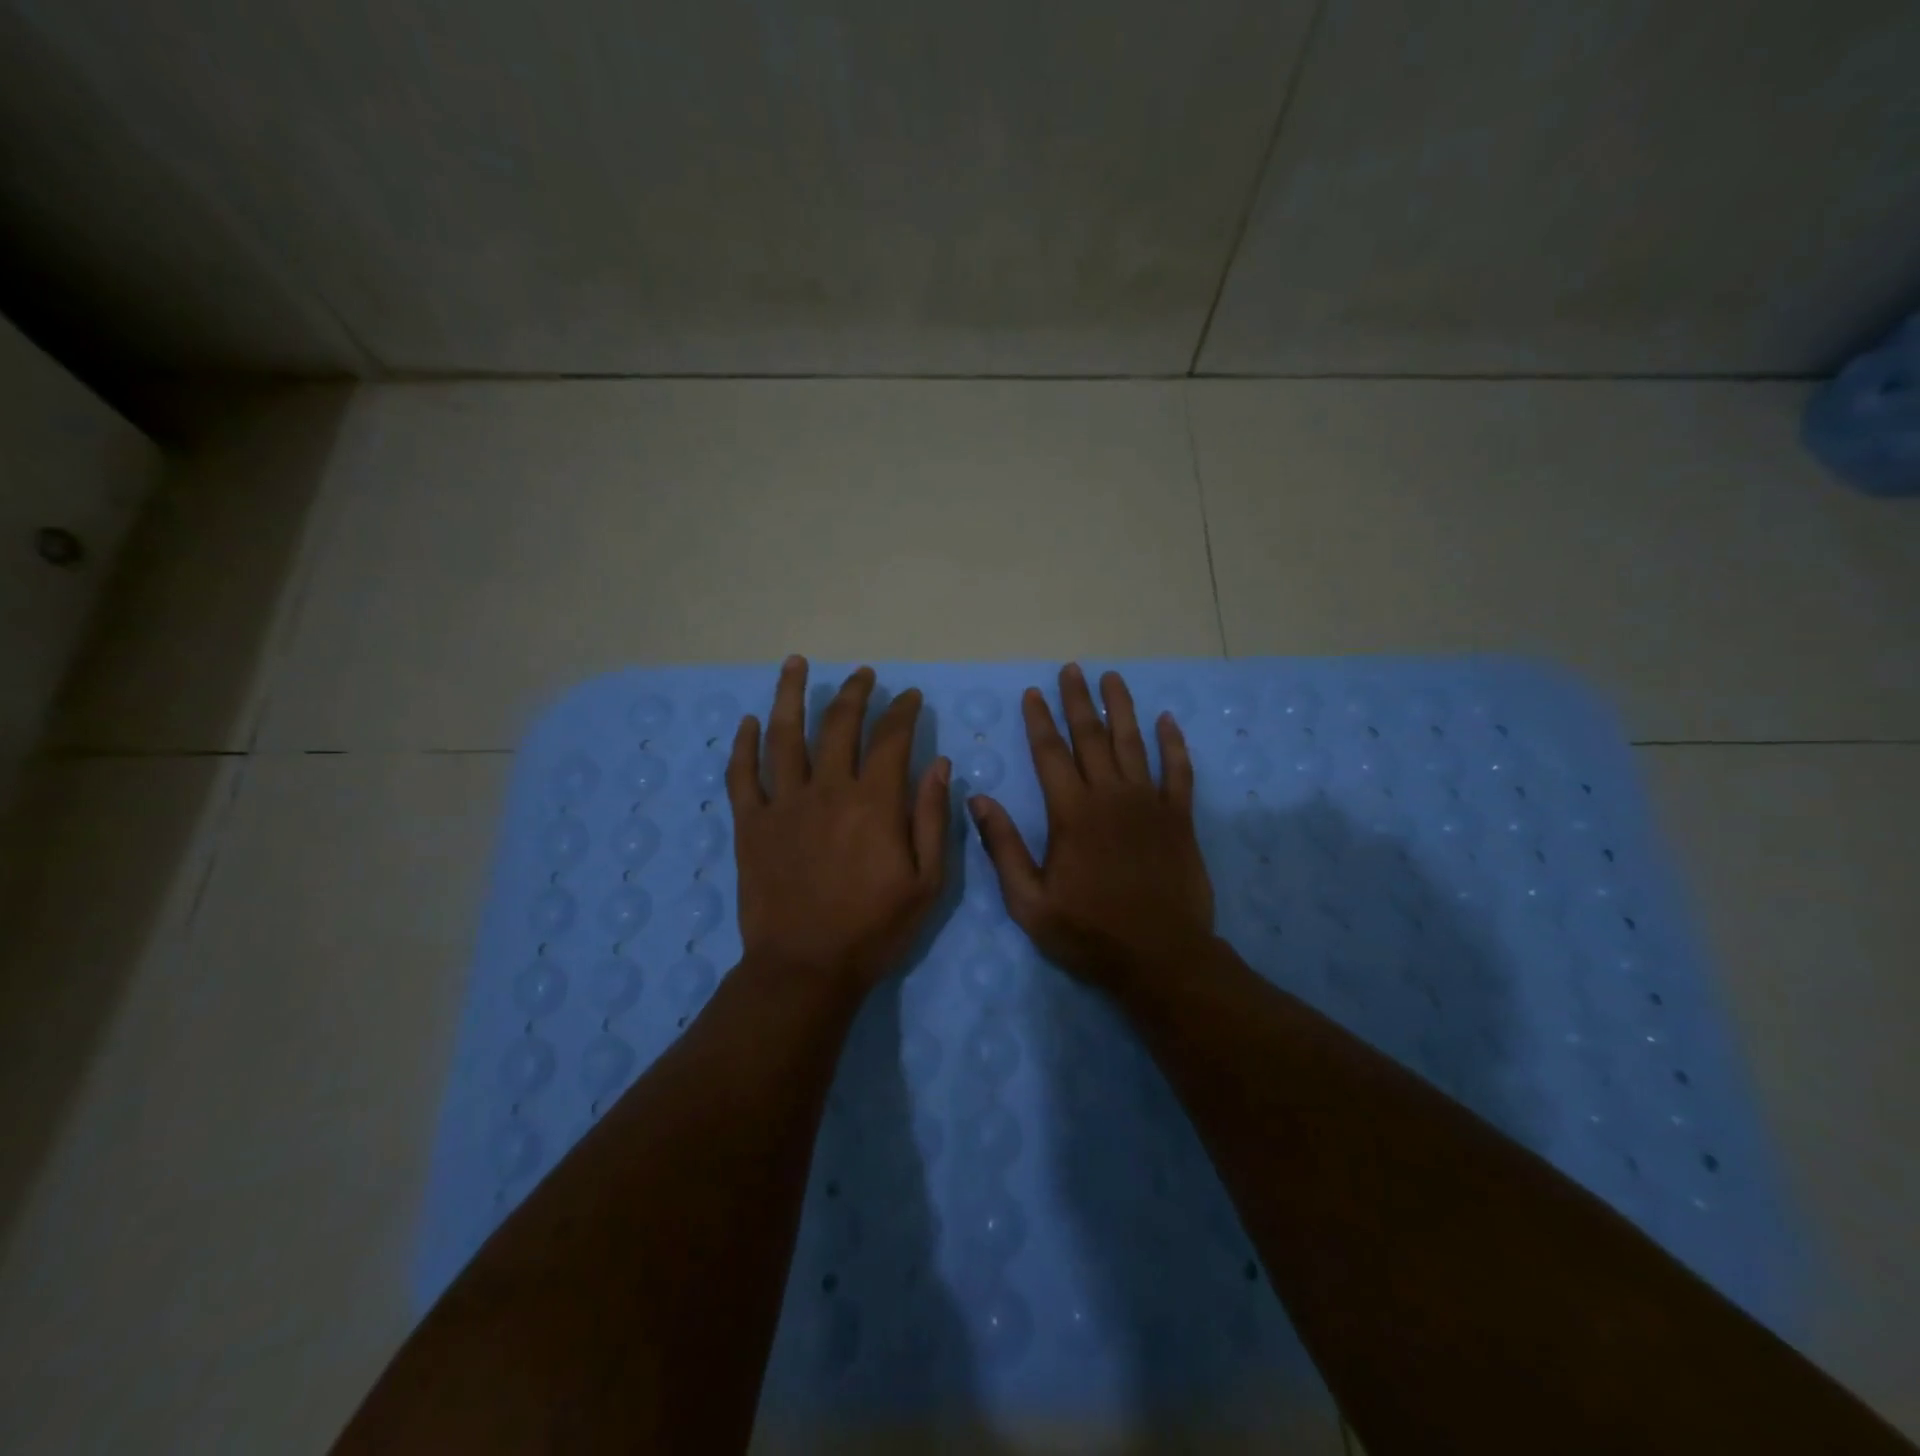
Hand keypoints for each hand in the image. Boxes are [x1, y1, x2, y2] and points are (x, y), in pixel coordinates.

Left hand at [728, 657, 951, 992]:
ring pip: (784, 735)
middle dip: (854, 692)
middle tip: (863, 674)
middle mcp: (827, 789)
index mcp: (874, 802)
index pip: (891, 738)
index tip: (909, 697)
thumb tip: (940, 764)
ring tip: (795, 663)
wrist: (805, 968)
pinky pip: (743, 774)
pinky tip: (748, 722)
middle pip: (838, 724)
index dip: (902, 711)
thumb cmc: (874, 929)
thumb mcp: (927, 881)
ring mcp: (783, 803)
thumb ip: (933, 818)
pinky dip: (743, 745)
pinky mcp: (751, 824)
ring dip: (790, 694)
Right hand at [969, 663, 1215, 989]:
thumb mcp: (1029, 901)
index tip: (1033, 692)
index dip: (1039, 720)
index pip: (1050, 753)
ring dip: (1122, 708)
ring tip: (1113, 678)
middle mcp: (1110, 796)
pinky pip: (1178, 771)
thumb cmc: (1089, 932)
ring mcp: (1149, 804)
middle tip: (1072, 669)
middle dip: (1078, 701)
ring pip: (1133, 743)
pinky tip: (1167, 720)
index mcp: (1072, 813)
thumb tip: (977, 799)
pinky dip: (1173, 744)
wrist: (1161, 958)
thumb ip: (1003, 847)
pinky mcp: (1179, 818)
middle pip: (1091, 737)